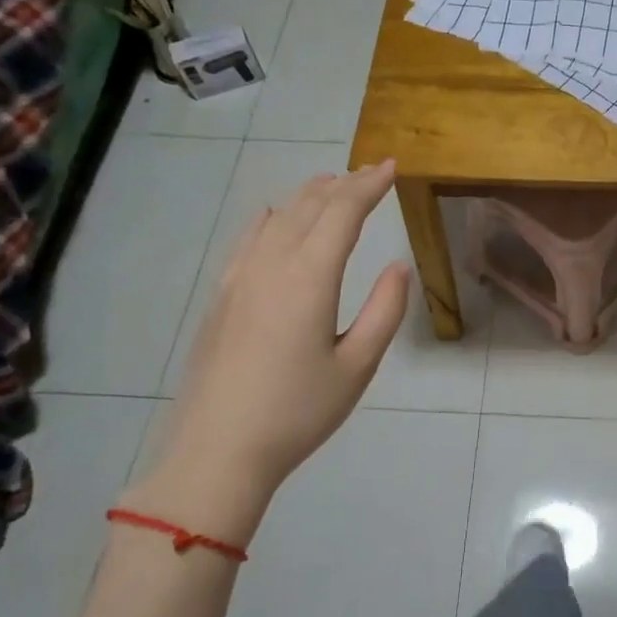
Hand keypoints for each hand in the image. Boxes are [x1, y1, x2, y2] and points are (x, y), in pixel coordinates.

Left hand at [125, 161, 409, 545]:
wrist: (217, 451)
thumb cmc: (298, 411)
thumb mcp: (358, 366)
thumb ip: (384, 310)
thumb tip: (398, 265)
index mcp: (309, 277)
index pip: (343, 212)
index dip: (369, 185)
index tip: (392, 166)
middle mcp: (271, 264)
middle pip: (309, 206)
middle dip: (343, 184)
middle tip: (369, 172)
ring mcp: (239, 277)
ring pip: (277, 217)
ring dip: (308, 196)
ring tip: (332, 185)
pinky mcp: (221, 296)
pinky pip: (248, 238)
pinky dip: (271, 217)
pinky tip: (274, 215)